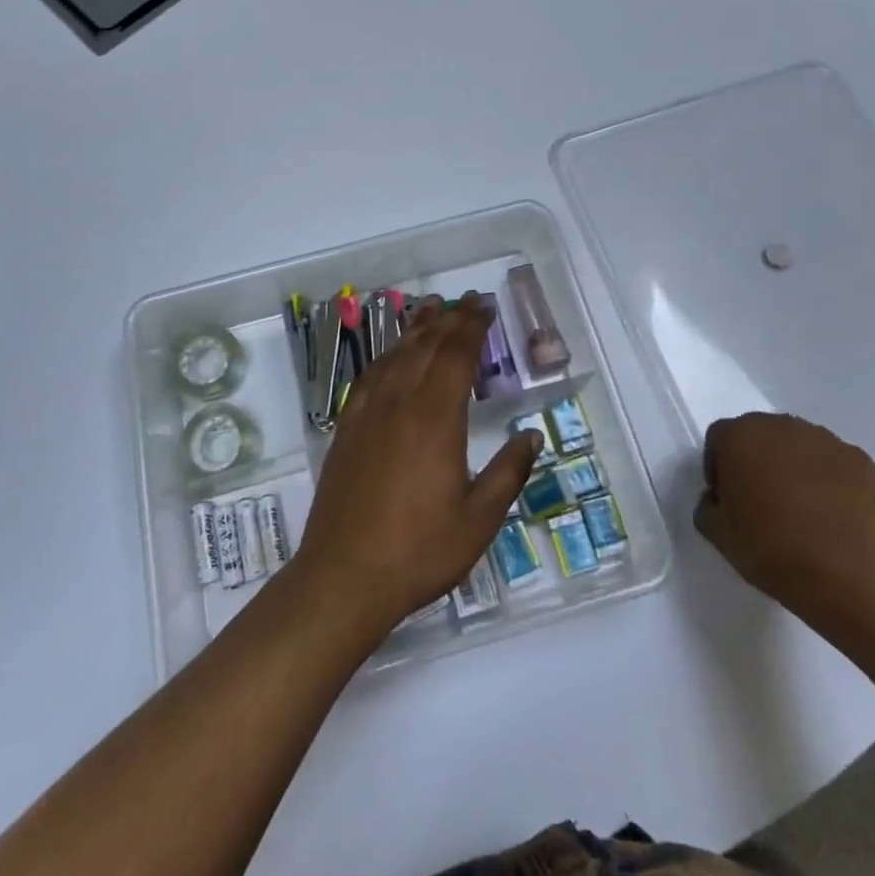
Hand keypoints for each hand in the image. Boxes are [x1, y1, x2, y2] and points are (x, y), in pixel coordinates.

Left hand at [292, 295, 540, 635]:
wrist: (344, 576)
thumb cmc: (419, 551)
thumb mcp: (478, 520)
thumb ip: (507, 473)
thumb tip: (530, 436)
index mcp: (435, 419)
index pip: (455, 356)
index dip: (471, 327)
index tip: (484, 307)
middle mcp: (400, 404)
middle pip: (426, 347)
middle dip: (448, 319)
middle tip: (465, 300)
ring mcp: (368, 414)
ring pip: (395, 356)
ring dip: (415, 330)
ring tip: (429, 309)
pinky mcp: (346, 429)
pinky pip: (368, 378)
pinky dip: (385, 357)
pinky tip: (390, 356)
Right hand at [693, 412, 874, 632]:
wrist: (843, 577)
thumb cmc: (769, 549)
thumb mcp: (717, 533)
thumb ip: (707, 505)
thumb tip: (718, 498)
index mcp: (739, 435)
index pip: (719, 438)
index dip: (719, 466)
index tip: (727, 497)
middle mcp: (780, 425)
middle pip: (759, 434)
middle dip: (756, 459)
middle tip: (761, 499)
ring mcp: (824, 439)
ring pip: (797, 445)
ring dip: (792, 465)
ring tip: (800, 506)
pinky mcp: (859, 459)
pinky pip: (832, 462)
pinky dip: (828, 478)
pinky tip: (830, 512)